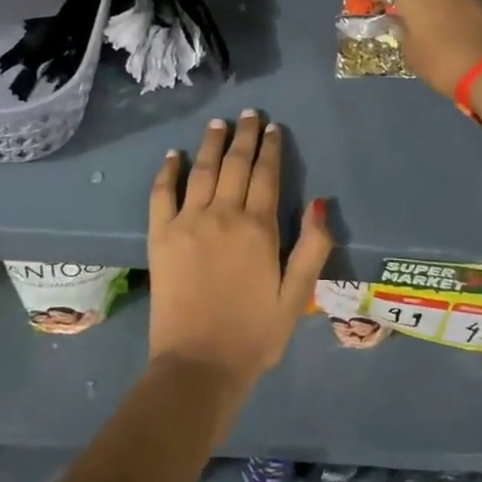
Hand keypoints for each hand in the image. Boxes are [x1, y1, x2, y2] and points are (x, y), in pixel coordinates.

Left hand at [148, 111, 333, 403]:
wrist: (199, 367)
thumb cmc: (254, 335)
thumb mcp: (297, 296)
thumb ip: (313, 247)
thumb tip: (321, 202)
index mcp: (259, 228)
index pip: (267, 175)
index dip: (270, 148)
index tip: (272, 128)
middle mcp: (224, 214)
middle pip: (236, 164)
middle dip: (244, 136)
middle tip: (249, 114)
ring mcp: (188, 222)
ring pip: (202, 170)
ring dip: (211, 143)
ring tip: (218, 123)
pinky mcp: (160, 236)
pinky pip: (162, 193)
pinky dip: (168, 171)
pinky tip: (173, 155)